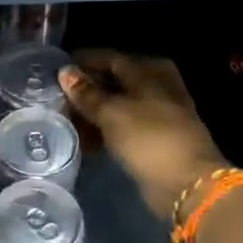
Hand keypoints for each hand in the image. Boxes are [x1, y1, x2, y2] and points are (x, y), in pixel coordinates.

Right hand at [61, 51, 228, 220]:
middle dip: (86, 90)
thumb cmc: (149, 138)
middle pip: (114, 82)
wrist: (186, 183)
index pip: (110, 59)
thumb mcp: (112, 112)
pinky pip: (122, 127)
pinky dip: (104, 130)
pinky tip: (85, 140)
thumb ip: (87, 94)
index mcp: (150, 72)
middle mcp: (156, 87)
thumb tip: (65, 72)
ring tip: (66, 122)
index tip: (56, 70)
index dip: (83, 63)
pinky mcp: (154, 138)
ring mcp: (157, 114)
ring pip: (117, 106)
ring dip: (93, 113)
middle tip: (58, 99)